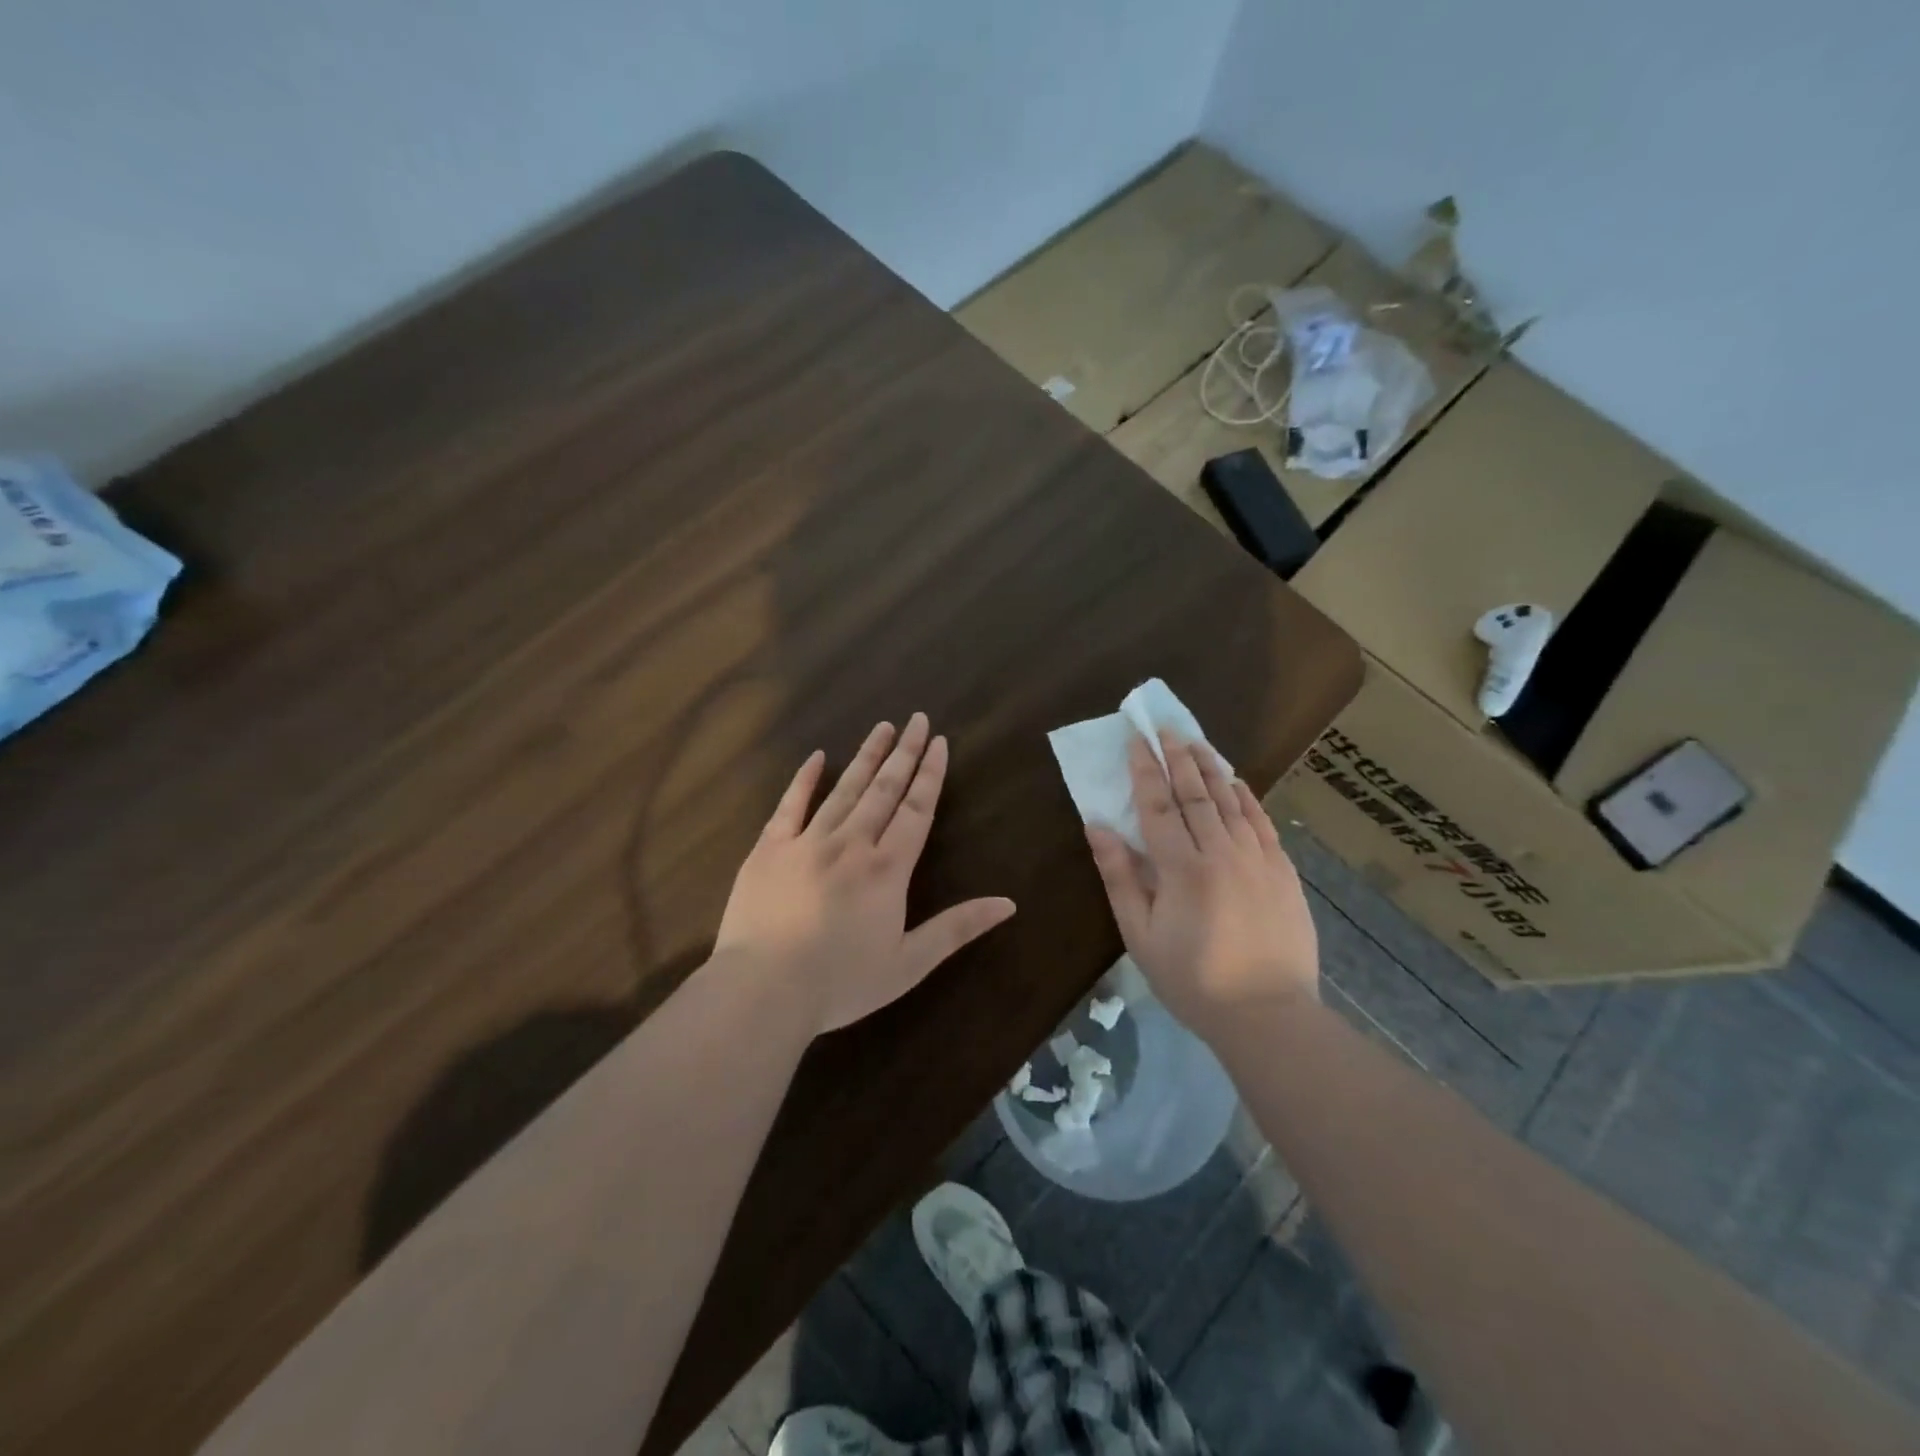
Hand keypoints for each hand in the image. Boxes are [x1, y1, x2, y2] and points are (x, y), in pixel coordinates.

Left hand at [715, 713, 1016, 1035]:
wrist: (764, 990)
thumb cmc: (841, 982)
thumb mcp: (909, 963)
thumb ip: (957, 928)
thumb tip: (1009, 904)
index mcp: (887, 869)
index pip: (917, 809)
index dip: (930, 774)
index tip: (939, 741)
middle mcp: (852, 843)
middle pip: (884, 789)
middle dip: (904, 752)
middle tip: (917, 719)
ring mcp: (807, 841)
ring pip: (844, 789)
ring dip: (866, 756)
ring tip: (882, 727)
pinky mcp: (769, 848)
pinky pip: (790, 805)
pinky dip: (805, 779)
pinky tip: (818, 756)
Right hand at [1085, 731, 1318, 1033]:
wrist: (1268, 1014)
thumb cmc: (1192, 980)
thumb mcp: (1140, 935)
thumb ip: (1119, 877)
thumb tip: (1098, 826)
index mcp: (1181, 868)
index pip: (1158, 805)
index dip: (1145, 769)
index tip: (1136, 739)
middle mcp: (1221, 852)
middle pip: (1195, 793)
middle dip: (1178, 757)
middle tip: (1165, 727)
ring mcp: (1258, 859)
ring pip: (1231, 800)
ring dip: (1211, 767)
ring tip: (1196, 741)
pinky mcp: (1283, 872)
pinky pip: (1262, 821)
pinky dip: (1247, 796)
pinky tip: (1237, 781)